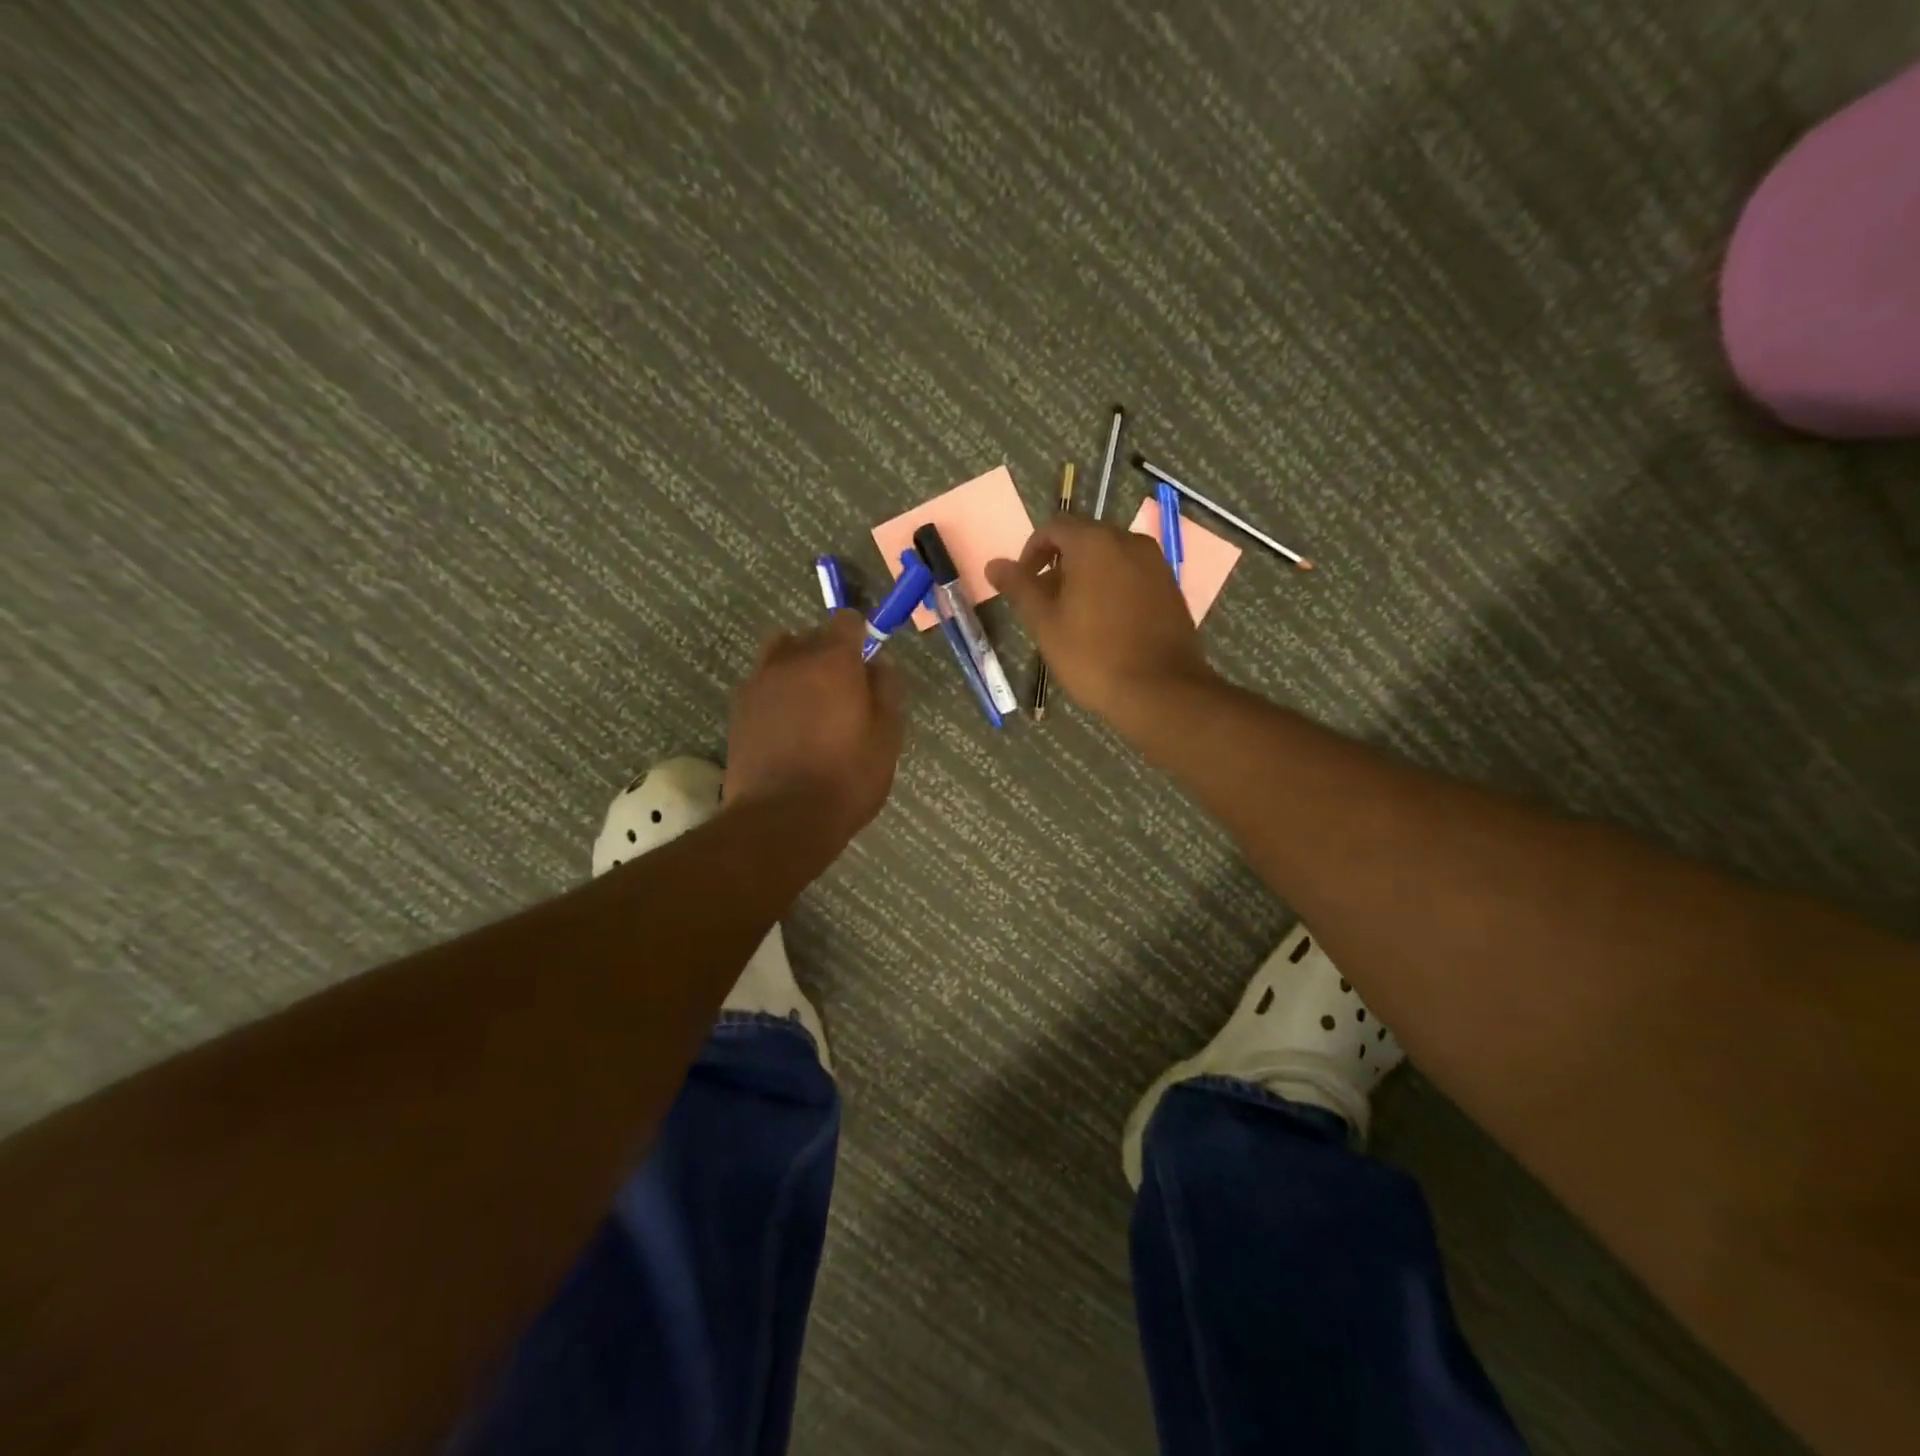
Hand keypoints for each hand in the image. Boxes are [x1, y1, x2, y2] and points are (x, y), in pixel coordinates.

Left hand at [724, 611, 904, 841]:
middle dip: (829, 654)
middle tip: (843, 695)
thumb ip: (886, 689)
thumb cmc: (846, 778)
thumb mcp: (887, 736)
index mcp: (832, 659)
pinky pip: (762, 684)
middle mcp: (790, 659)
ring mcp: (758, 682)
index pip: (846, 621)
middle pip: (812, 636)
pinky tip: (787, 729)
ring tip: (810, 707)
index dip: (860, 638)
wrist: (782, 819)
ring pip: (781, 656)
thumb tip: (878, 663)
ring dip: (797, 669)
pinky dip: (777, 694)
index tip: (867, 666)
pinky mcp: (737, 708)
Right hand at [987, 514, 1215, 726]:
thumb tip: (993, 564)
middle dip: (1060, 564)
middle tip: (1046, 603)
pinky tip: (1106, 623)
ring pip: (1110, 558)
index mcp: (1094, 543)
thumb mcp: (1045, 623)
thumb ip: (1020, 587)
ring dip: (1087, 576)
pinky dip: (1113, 587)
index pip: (1054, 527)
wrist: (1160, 690)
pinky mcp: (1171, 587)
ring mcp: (1156, 563)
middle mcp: (1129, 541)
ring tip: (1074, 616)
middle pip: (1084, 539)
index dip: (1032, 551)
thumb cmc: (1093, 655)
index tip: (1023, 583)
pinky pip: (1133, 575)